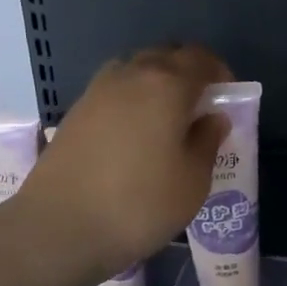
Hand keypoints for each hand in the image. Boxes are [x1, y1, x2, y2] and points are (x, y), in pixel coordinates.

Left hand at [18, 45, 231, 278]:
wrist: (58, 228)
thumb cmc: (139, 204)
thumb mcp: (192, 181)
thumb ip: (207, 141)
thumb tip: (212, 118)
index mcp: (166, 85)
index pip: (200, 59)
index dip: (220, 72)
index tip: (227, 98)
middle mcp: (129, 76)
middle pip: (165, 57)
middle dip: (188, 73)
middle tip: (200, 108)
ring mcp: (96, 92)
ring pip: (135, 71)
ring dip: (156, 84)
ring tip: (166, 121)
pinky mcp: (74, 113)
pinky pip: (113, 92)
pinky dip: (131, 101)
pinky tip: (135, 136)